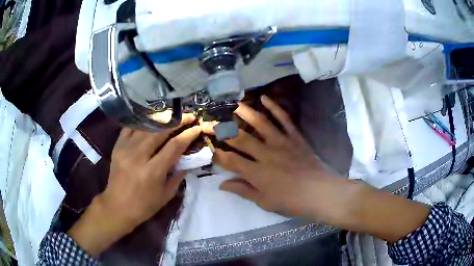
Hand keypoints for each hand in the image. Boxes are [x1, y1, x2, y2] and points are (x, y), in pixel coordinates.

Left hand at [68, 114, 200, 255]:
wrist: (117, 207)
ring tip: (173, 115)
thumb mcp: (166, 195)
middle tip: (189, 116)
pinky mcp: (117, 146)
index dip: (188, 135)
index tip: (197, 127)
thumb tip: (188, 158)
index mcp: (153, 172)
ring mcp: (125, 149)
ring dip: (161, 119)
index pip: (174, 146)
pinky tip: (151, 119)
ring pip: (145, 126)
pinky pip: (130, 127)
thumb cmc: (144, 206)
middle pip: (160, 131)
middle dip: (177, 121)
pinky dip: (142, 122)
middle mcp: (138, 156)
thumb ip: (178, 175)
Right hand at [204, 97, 429, 241]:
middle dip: (223, 130)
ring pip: (260, 124)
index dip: (217, 153)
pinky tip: (266, 99)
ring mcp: (281, 143)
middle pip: (240, 139)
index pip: (230, 160)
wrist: (320, 193)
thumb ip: (243, 190)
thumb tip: (221, 184)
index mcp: (256, 173)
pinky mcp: (295, 138)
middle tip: (212, 121)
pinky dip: (275, 108)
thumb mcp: (264, 201)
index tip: (208, 146)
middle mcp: (265, 155)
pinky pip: (284, 120)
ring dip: (246, 113)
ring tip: (235, 104)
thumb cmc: (291, 202)